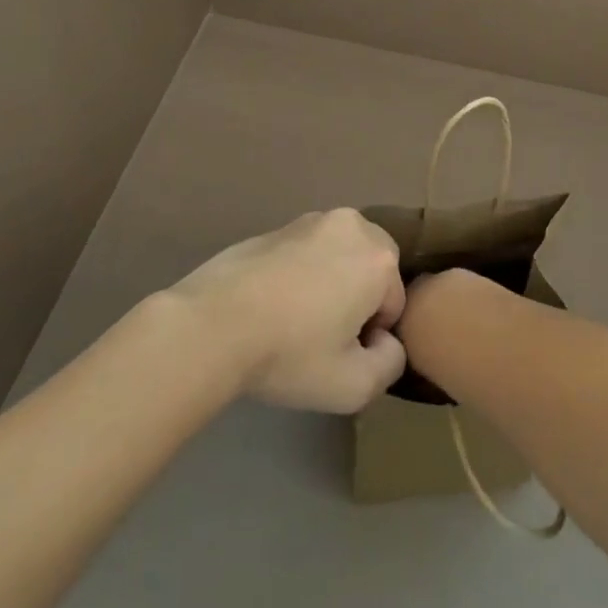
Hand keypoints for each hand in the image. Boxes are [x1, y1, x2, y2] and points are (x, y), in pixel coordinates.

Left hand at [167, 208, 407, 412]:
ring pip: (340, 257)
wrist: (213, 324)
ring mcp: (312, 220)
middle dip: (357, 300)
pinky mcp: (278, 225)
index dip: (371, 338)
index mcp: (378, 258)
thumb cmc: (290, 353)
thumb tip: (385, 342)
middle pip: (372, 270)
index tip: (340, 356)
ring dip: (330, 283)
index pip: (393, 305)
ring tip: (295, 321)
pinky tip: (273, 305)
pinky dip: (301, 273)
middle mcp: (352, 226)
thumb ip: (390, 365)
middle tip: (322, 338)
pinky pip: (307, 252)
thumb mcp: (353, 386)